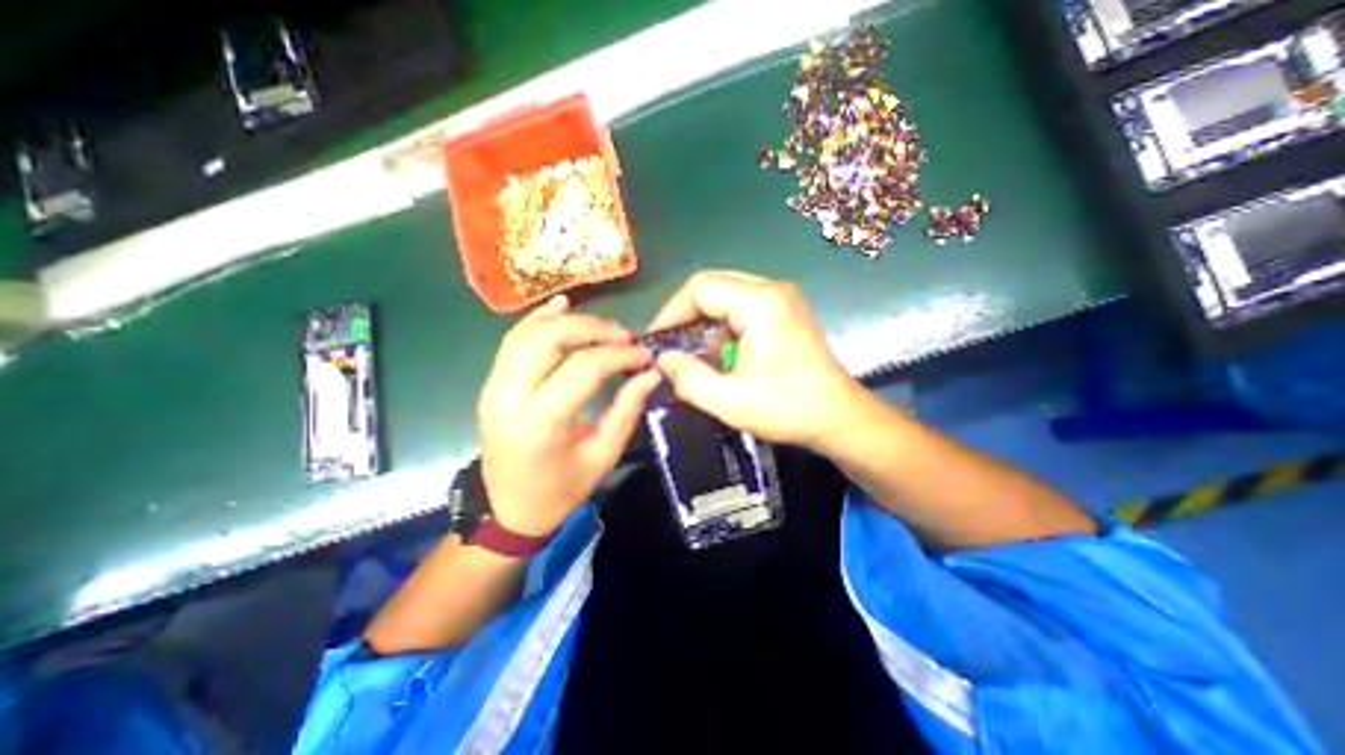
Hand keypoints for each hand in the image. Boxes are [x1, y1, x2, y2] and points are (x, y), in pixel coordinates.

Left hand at [477, 295, 659, 535]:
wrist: (509, 510)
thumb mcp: (602, 456)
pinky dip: (539, 319)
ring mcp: (493, 386)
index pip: (584, 368)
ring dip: (569, 321)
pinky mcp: (491, 383)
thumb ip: (627, 410)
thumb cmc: (560, 491)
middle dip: (593, 328)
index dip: (619, 355)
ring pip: (528, 332)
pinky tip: (562, 307)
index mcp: (539, 423)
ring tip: (603, 328)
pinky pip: (513, 340)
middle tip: (624, 337)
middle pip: (549, 337)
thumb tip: (650, 373)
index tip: (645, 355)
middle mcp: (508, 396)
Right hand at [650, 269, 861, 451]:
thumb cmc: (788, 408)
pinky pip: (743, 308)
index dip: (671, 311)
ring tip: (691, 352)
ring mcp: (783, 300)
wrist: (839, 418)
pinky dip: (723, 327)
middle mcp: (772, 290)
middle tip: (669, 343)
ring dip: (704, 322)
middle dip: (686, 315)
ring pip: (728, 296)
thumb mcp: (730, 402)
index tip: (657, 340)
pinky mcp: (786, 313)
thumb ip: (689, 379)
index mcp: (760, 303)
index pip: (700, 288)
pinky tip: (719, 353)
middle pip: (714, 286)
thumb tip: (663, 360)